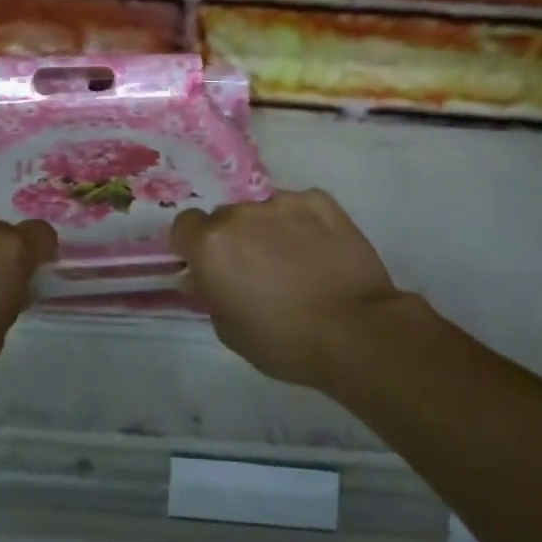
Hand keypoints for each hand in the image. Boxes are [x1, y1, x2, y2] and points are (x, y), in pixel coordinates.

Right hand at [172, 189, 410, 387]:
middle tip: (257, 270)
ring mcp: (283, 202)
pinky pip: (300, 207)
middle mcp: (241, 214)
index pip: (185, 225)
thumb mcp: (229, 331)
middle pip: (226, 218)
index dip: (194, 246)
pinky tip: (321, 251)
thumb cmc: (285, 342)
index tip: (211, 267)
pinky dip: (304, 224)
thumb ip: (210, 294)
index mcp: (211, 245)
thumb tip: (205, 277)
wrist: (356, 331)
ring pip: (264, 211)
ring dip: (270, 230)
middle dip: (235, 239)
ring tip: (296, 263)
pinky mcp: (320, 200)